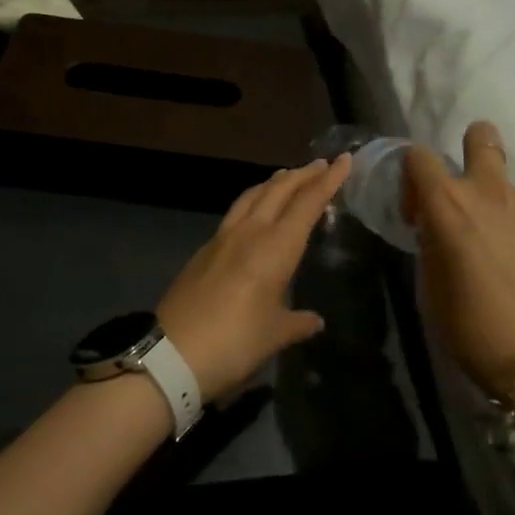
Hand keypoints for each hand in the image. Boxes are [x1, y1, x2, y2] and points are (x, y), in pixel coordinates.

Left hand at [157, 156, 351, 398]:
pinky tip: (255, 212)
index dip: (328, 181)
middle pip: (278, 190)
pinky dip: (253, 201)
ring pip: (252, 196)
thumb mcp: (274, 336)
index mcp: (275, 248)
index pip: (307, 204)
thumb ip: (297, 323)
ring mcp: (222, 239)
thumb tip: (314, 320)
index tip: (344, 160)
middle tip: (321, 164)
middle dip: (302, 175)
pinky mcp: (204, 250)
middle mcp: (249, 233)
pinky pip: (235, 213)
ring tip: (288, 178)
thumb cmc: (234, 343)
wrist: (170, 354)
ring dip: (274, 183)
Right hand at [404, 121, 514, 392]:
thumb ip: (432, 246)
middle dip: (471, 147)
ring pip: (509, 185)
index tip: (418, 212)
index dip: (412, 178)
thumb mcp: (432, 291)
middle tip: (467, 191)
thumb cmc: (476, 330)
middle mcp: (491, 192)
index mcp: (449, 206)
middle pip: (481, 136)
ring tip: (504, 252)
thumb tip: (437, 230)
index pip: (419, 157)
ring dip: (499, 205)